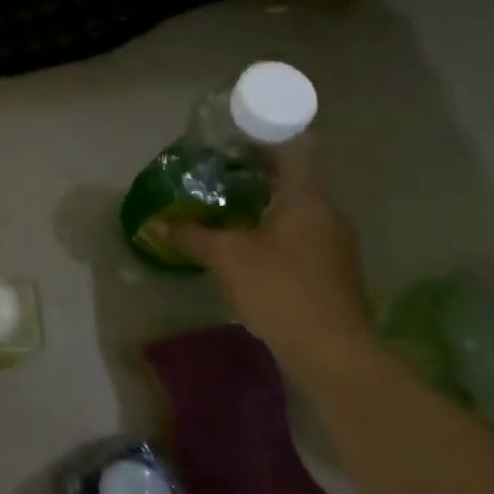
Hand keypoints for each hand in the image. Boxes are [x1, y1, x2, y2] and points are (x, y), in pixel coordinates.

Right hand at [145, 136, 376, 384]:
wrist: (334, 357)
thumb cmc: (279, 289)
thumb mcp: (224, 257)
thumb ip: (191, 235)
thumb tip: (156, 223)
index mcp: (306, 197)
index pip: (293, 147)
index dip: (264, 137)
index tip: (233, 138)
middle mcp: (328, 213)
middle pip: (293, 178)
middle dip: (256, 173)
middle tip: (217, 172)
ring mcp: (336, 245)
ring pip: (297, 210)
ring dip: (265, 205)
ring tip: (226, 208)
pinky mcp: (335, 273)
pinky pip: (302, 236)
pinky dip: (276, 232)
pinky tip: (248, 246)